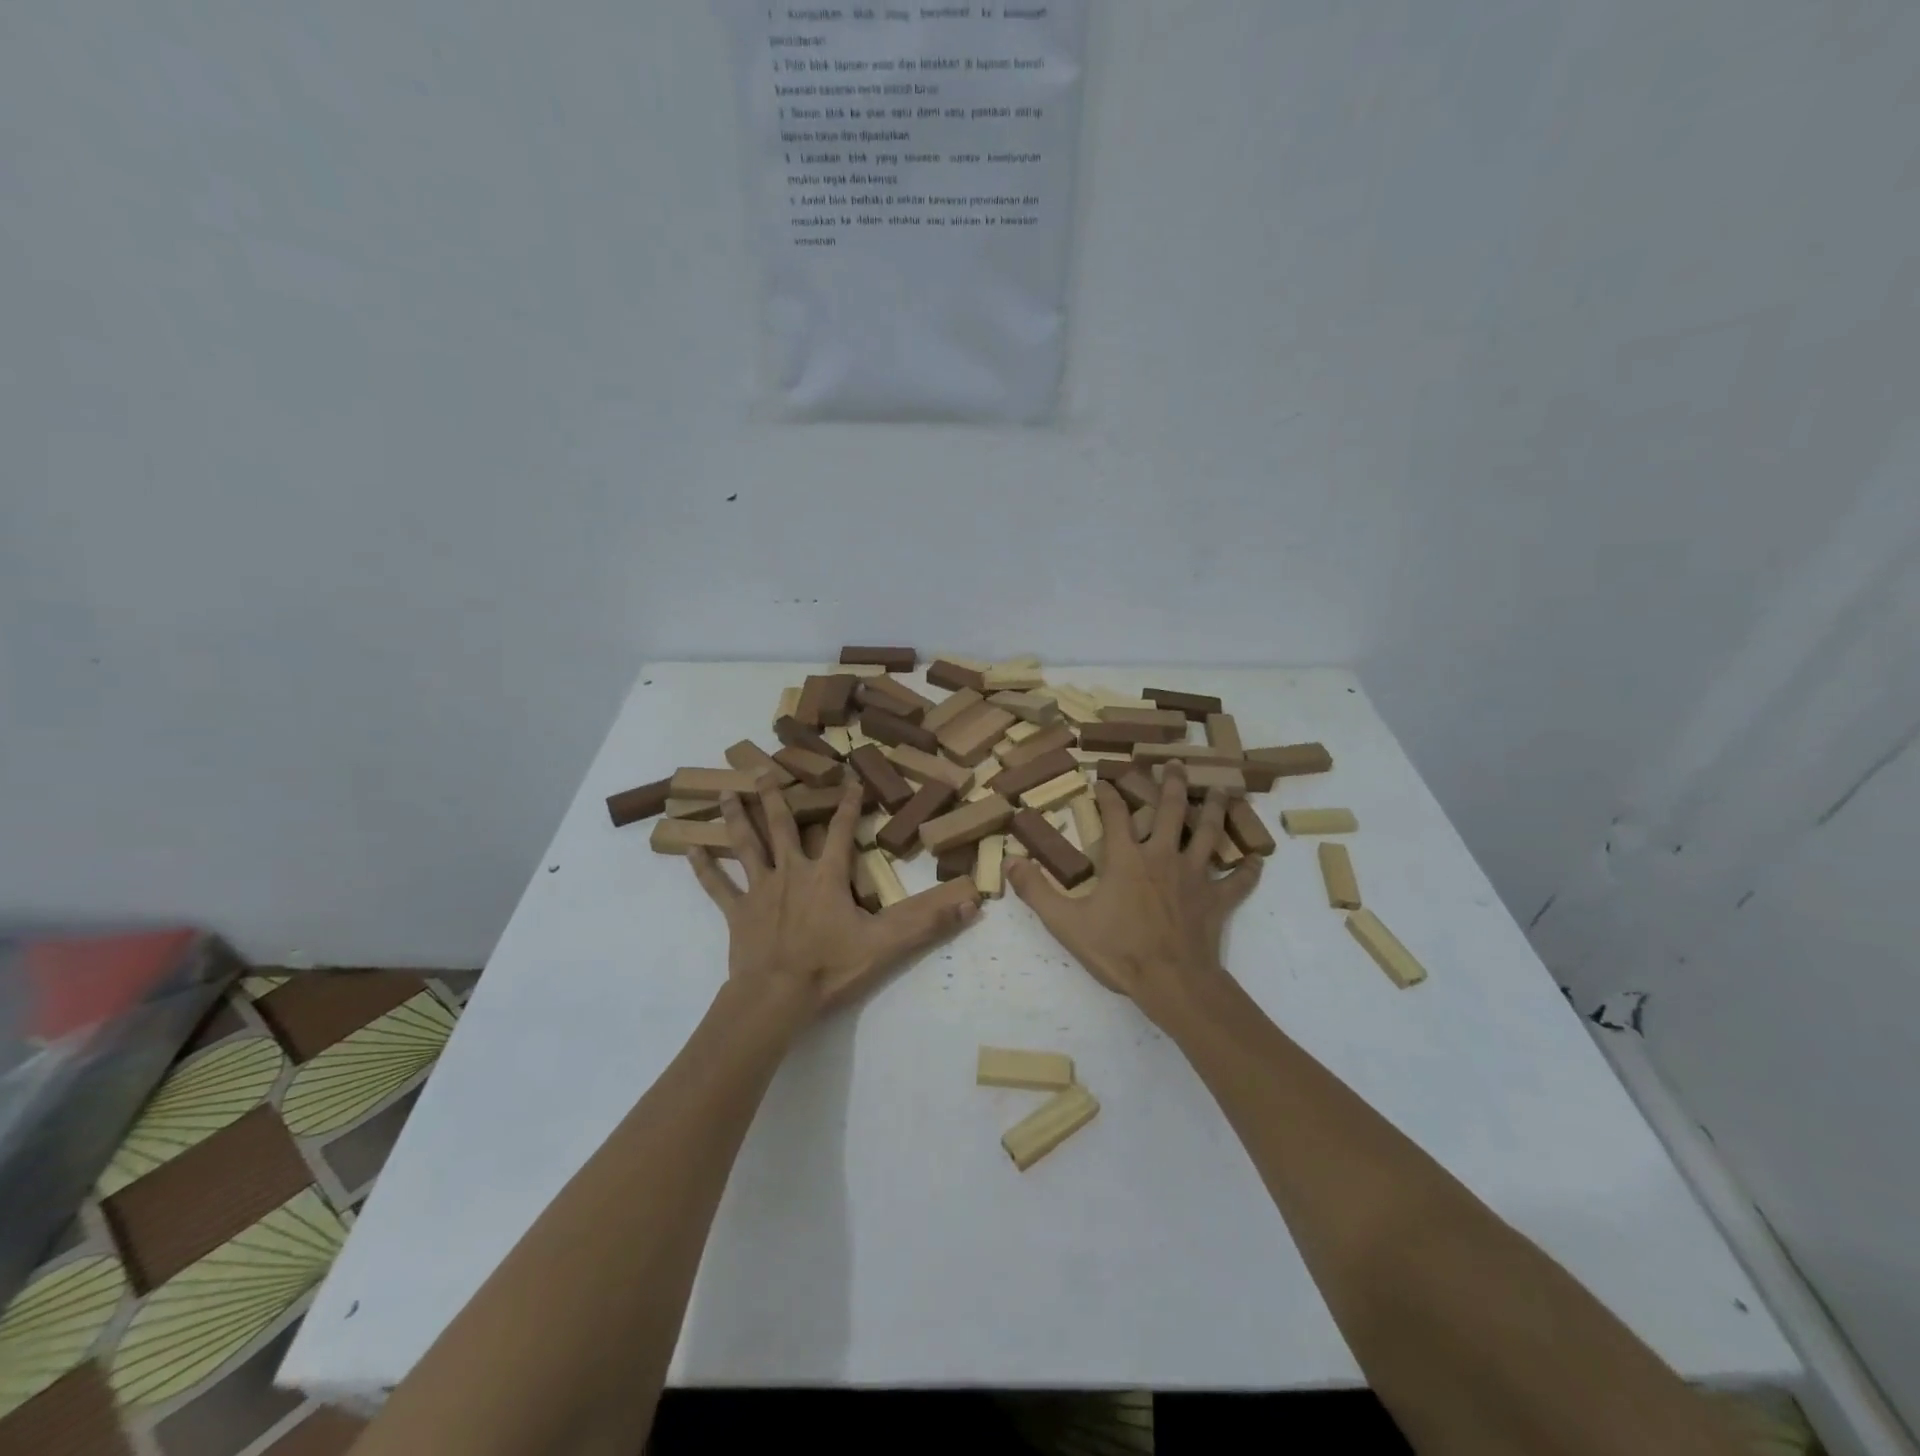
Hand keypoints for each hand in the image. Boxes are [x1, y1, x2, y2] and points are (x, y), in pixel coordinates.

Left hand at [686, 777, 979, 1020]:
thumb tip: (972, 901)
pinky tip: (688, 850)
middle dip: (775, 795)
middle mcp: (791, 873)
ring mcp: (760, 891)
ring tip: (723, 791)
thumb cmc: (830, 967)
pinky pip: (717, 886)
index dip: (848, 803)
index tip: (849, 776)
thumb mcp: (885, 943)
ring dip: (736, 818)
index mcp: (826, 876)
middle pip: (781, 826)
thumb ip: (926, 920)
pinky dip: (704, 869)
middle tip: (763, 768)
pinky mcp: (737, 914)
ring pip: (746, 846)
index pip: (841, 831)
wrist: (776, 998)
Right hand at [1006, 764, 1260, 1021]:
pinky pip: (1237, 881)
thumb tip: (1010, 861)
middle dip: (1171, 783)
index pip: (1116, 814)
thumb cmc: (1118, 950)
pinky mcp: (1216, 900)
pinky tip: (1257, 861)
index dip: (1108, 794)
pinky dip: (1247, 870)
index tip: (1103, 778)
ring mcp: (1195, 876)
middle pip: (1171, 810)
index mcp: (1127, 858)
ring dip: (1215, 810)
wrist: (1172, 983)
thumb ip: (1037, 890)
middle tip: (1175, 763)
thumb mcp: (1066, 923)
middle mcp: (1163, 856)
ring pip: (1209, 833)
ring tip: (1222, 789)